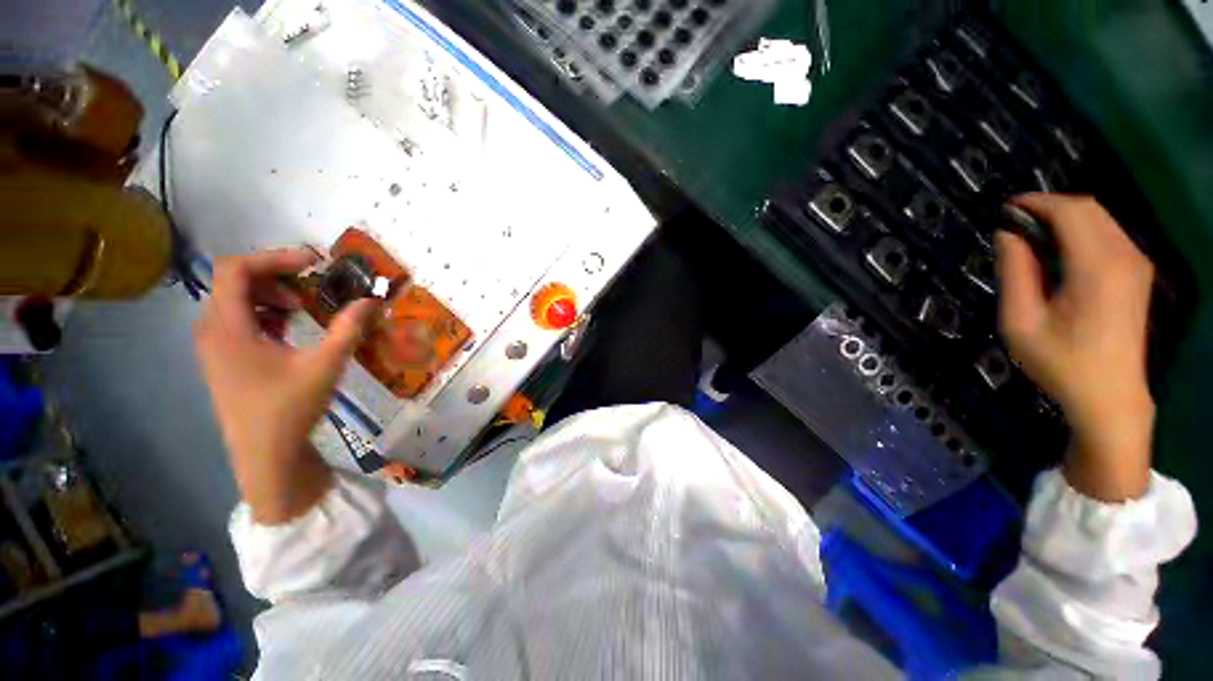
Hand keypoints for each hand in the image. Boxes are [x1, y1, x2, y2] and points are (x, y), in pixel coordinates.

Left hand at [194, 249, 379, 522]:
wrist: (265, 456)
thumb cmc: (289, 409)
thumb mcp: (325, 366)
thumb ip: (349, 329)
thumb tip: (373, 301)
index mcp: (227, 327)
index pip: (235, 269)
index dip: (274, 257)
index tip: (314, 263)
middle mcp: (211, 330)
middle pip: (234, 281)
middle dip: (277, 276)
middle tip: (313, 286)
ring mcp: (214, 346)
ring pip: (236, 301)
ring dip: (272, 295)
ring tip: (305, 308)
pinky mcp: (223, 359)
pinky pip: (239, 320)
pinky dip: (265, 314)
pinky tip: (291, 329)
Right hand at [996, 194, 1155, 500]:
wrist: (1111, 397)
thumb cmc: (1060, 363)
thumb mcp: (1021, 322)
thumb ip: (1015, 273)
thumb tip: (1007, 234)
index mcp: (1097, 268)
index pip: (1070, 211)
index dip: (1036, 202)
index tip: (1005, 209)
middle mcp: (1125, 257)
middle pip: (1089, 208)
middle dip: (1049, 206)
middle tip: (1014, 223)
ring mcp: (1136, 264)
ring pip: (1101, 218)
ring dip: (1065, 218)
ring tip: (1031, 237)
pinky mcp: (1138, 273)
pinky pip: (1109, 234)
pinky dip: (1081, 231)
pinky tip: (1059, 251)